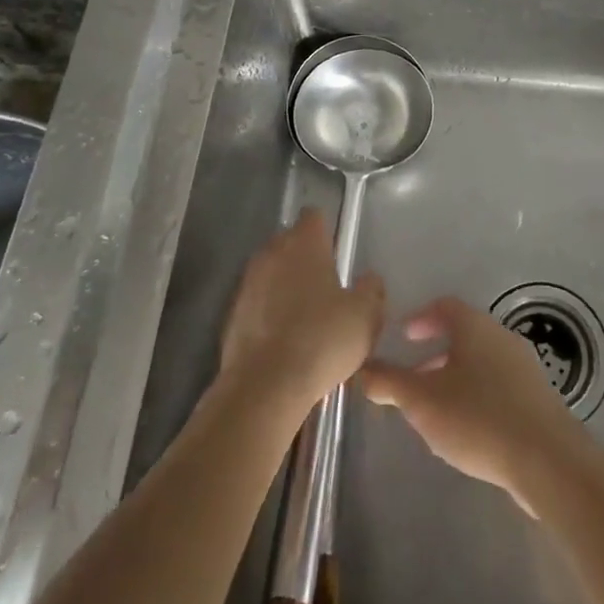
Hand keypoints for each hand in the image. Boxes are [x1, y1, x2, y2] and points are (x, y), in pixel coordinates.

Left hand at [218, 209, 384, 422]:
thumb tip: (369, 279)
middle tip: (325, 286)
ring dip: (284, 285)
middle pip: (289, 241)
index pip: (314, 216)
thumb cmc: (321, 340)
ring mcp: (248, 282)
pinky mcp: (232, 313)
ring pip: (271, 271)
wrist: (264, 387)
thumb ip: (371, 290)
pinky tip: (283, 339)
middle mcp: (272, 252)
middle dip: (304, 257)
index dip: (326, 231)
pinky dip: (268, 312)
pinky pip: (256, 302)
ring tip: (304, 316)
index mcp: (304, 243)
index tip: (337, 253)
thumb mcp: (365, 317)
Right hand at [362, 296, 583, 514]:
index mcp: (474, 326)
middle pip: (464, 336)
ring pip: (481, 363)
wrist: (548, 460)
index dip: (421, 318)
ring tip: (436, 411)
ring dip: (456, 379)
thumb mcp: (422, 401)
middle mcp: (501, 337)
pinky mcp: (538, 400)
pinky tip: (469, 432)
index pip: (445, 307)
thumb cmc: (478, 418)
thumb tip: (362, 369)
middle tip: (413, 379)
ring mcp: (524, 368)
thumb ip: (389, 383)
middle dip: (435, 355)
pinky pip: (499, 387)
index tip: (404, 336)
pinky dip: (478, 397)